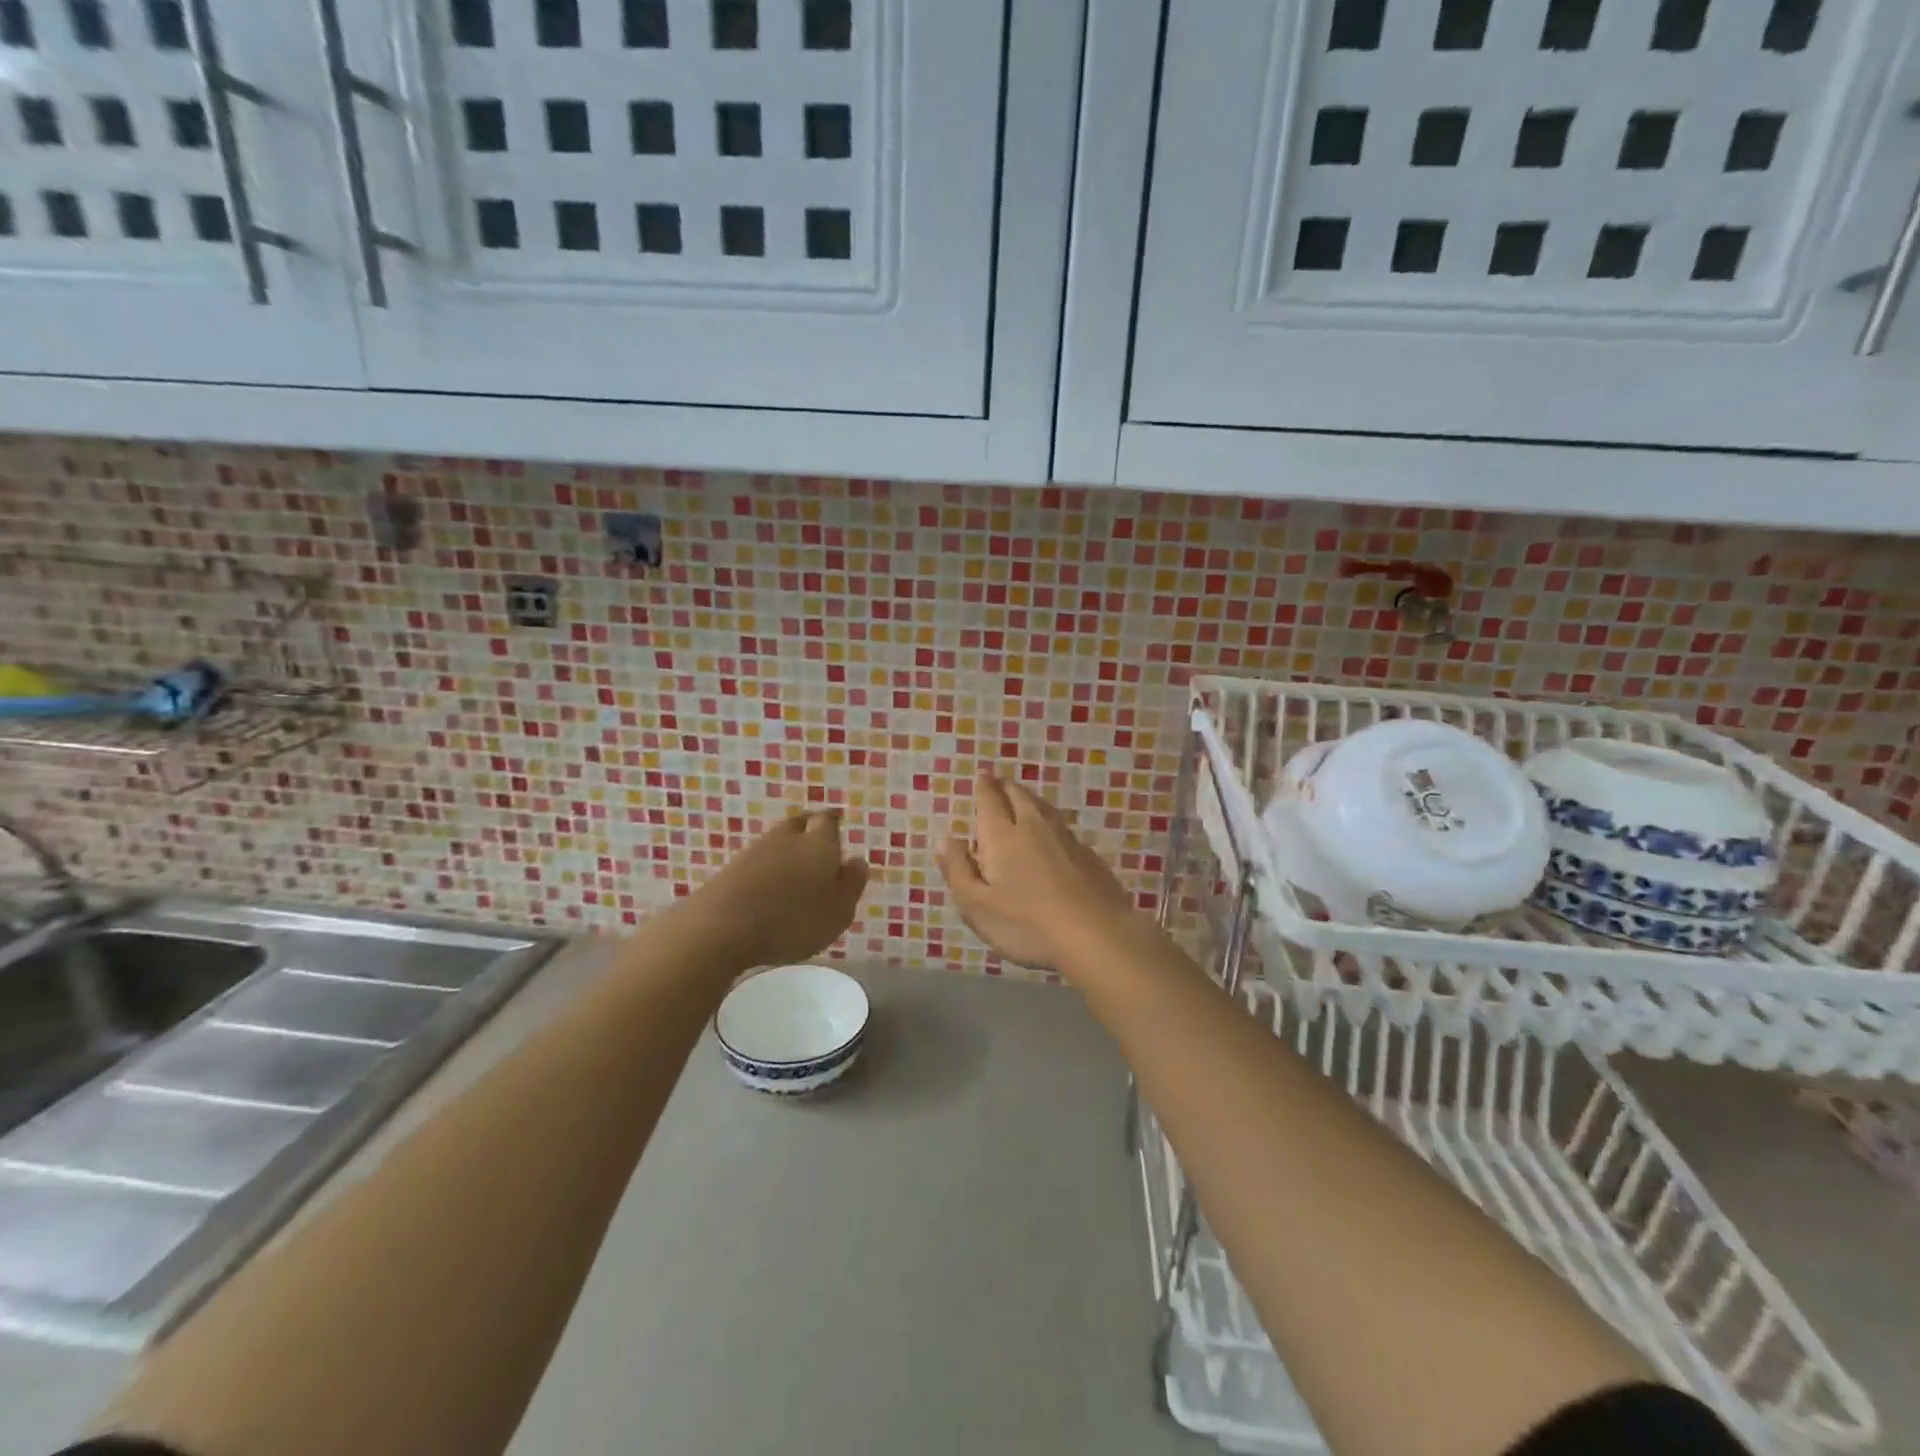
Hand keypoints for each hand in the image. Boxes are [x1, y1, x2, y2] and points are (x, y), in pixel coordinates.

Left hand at [682, 810, 870, 969]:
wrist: (722, 927)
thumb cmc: (794, 919)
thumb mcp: (839, 910)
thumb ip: (851, 884)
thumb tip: (857, 861)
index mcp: (819, 842)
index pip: (828, 821)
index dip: (833, 823)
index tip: (837, 825)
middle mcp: (787, 838)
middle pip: (799, 824)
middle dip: (808, 829)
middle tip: (816, 841)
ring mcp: (753, 851)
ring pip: (775, 842)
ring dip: (784, 851)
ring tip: (793, 870)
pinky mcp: (728, 871)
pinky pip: (755, 863)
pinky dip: (764, 871)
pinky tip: (766, 888)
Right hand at [939, 768, 1138, 974]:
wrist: (1096, 935)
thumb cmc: (1027, 925)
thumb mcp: (977, 906)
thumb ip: (958, 871)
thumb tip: (945, 840)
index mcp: (1002, 837)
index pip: (991, 802)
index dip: (985, 787)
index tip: (982, 775)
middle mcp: (1034, 828)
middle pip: (1019, 797)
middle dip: (1006, 787)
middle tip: (999, 782)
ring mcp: (1066, 840)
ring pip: (1044, 808)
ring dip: (1030, 799)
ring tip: (1023, 797)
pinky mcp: (1089, 856)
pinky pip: (1063, 827)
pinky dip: (1051, 821)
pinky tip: (1053, 833)